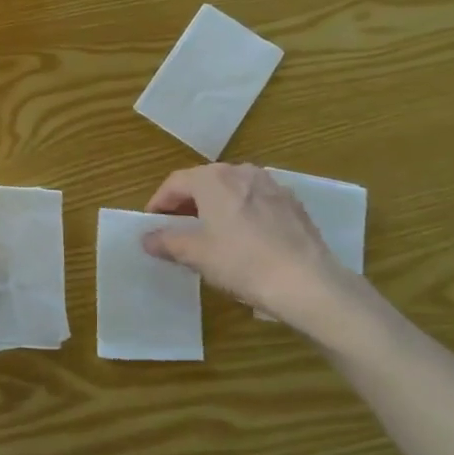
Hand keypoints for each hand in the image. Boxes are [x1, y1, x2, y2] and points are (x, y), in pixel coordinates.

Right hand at [142, 163, 367, 333]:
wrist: (307, 282)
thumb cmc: (242, 262)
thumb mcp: (196, 254)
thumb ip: (167, 241)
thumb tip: (147, 238)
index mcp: (213, 179)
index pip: (175, 183)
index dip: (158, 202)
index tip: (151, 223)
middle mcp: (241, 172)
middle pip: (204, 182)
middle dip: (187, 203)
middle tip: (177, 227)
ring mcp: (271, 185)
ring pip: (233, 190)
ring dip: (216, 206)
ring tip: (210, 232)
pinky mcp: (292, 204)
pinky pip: (256, 201)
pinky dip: (242, 212)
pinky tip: (244, 238)